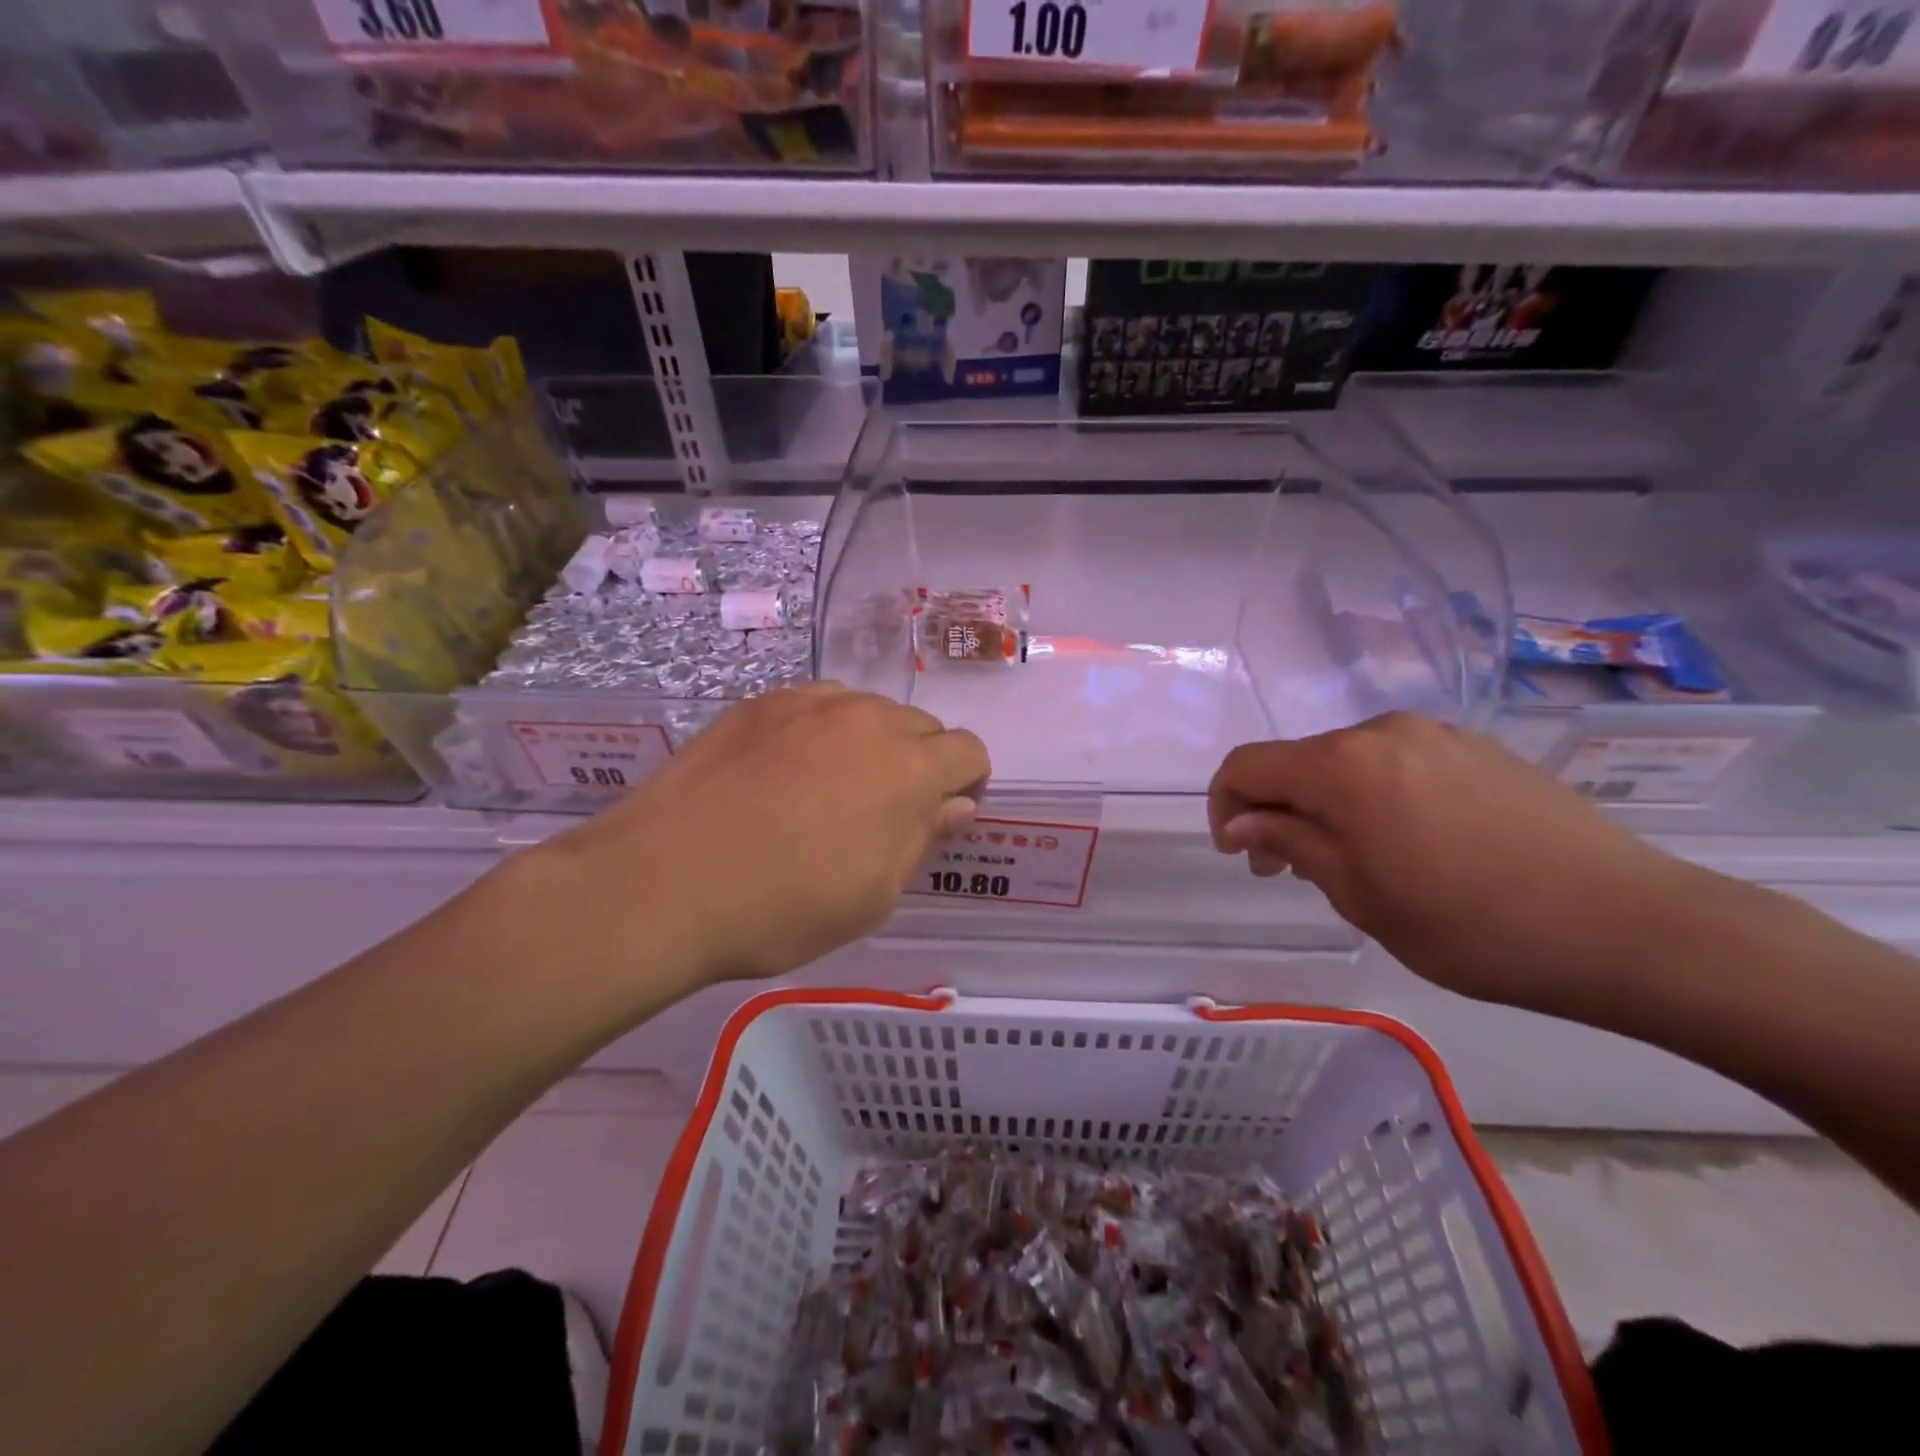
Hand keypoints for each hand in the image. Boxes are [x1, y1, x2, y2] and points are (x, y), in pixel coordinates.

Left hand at [531, 685, 989, 990]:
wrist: (665, 881)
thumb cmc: (784, 905)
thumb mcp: (873, 894)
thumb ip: (922, 838)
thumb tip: (956, 805)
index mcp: (908, 766)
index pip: (968, 751)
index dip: (968, 782)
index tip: (944, 813)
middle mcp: (867, 718)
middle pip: (921, 726)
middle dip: (920, 762)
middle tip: (885, 809)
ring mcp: (808, 703)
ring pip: (866, 711)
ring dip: (869, 743)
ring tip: (830, 787)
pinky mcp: (759, 704)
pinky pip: (814, 707)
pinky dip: (820, 732)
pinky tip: (784, 771)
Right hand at [1208, 713, 1725, 1007]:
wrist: (1629, 926)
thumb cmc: (1471, 924)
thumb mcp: (1359, 894)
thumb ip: (1290, 844)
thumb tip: (1243, 822)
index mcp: (1343, 764)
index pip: (1248, 765)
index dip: (1225, 805)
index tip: (1237, 854)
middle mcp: (1383, 731)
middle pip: (1298, 760)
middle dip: (1276, 809)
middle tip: (1287, 869)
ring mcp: (1437, 735)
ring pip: (1348, 762)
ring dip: (1326, 803)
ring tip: (1352, 861)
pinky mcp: (1479, 750)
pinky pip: (1397, 763)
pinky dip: (1374, 796)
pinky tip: (1409, 844)